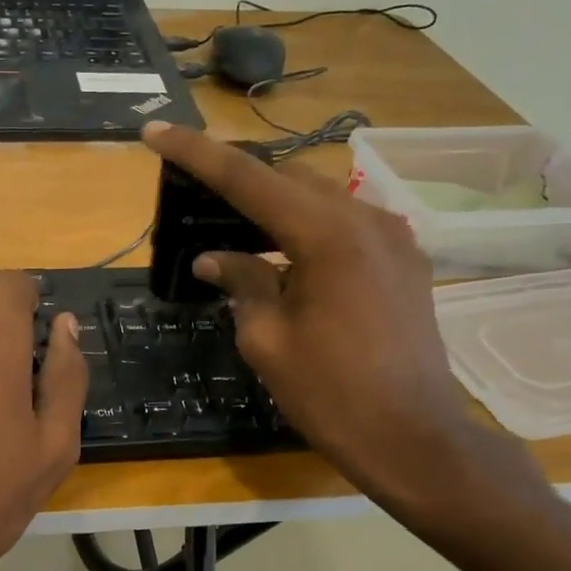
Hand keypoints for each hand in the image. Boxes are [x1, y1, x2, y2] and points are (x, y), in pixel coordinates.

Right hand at [141, 121, 527, 514]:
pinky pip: (344, 224)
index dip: (196, 153)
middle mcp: (366, 219)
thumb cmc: (331, 395)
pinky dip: (306, 227)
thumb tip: (213, 258)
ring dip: (273, 205)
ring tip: (232, 225)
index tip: (156, 132)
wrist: (414, 439)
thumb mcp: (269, 339)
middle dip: (237, 180)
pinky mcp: (404, 260)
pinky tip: (283, 255)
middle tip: (193, 191)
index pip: (247, 178)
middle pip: (287, 179)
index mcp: (327, 234)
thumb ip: (241, 282)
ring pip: (319, 198)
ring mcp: (393, 237)